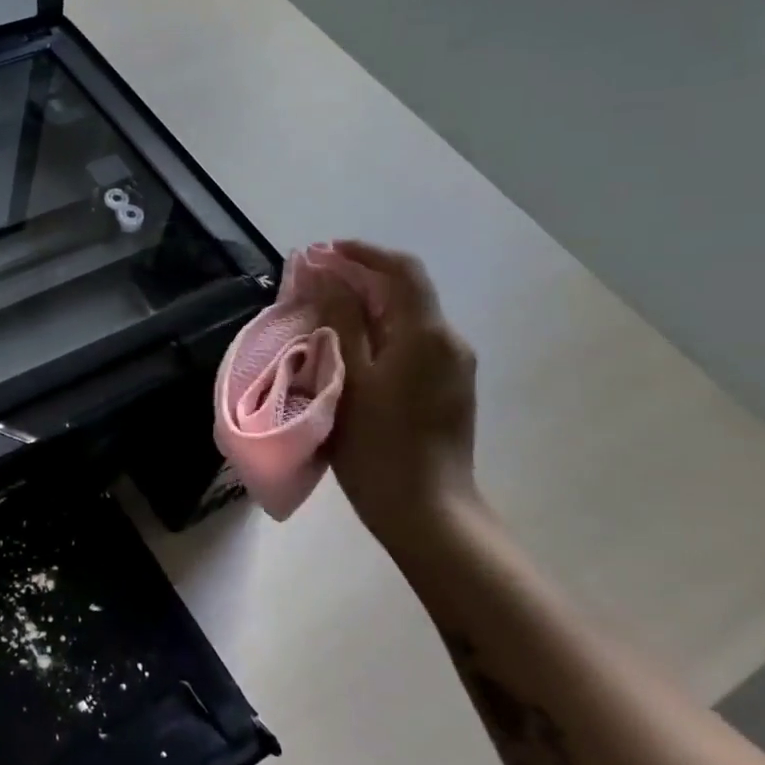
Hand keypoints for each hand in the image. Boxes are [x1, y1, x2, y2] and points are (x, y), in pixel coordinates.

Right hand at [324, 240, 479, 535]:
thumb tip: (328, 276)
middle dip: (358, 278)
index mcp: (427, 334)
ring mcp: (452, 366)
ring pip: (406, 318)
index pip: (400, 271)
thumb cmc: (378, 447)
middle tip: (311, 280)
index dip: (362, 253)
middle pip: (404, 292)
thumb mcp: (349, 379)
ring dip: (365, 305)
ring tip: (321, 310)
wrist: (426, 512)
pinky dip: (378, 331)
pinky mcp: (447, 388)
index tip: (322, 251)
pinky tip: (348, 345)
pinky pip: (411, 343)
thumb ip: (341, 321)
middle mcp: (448, 341)